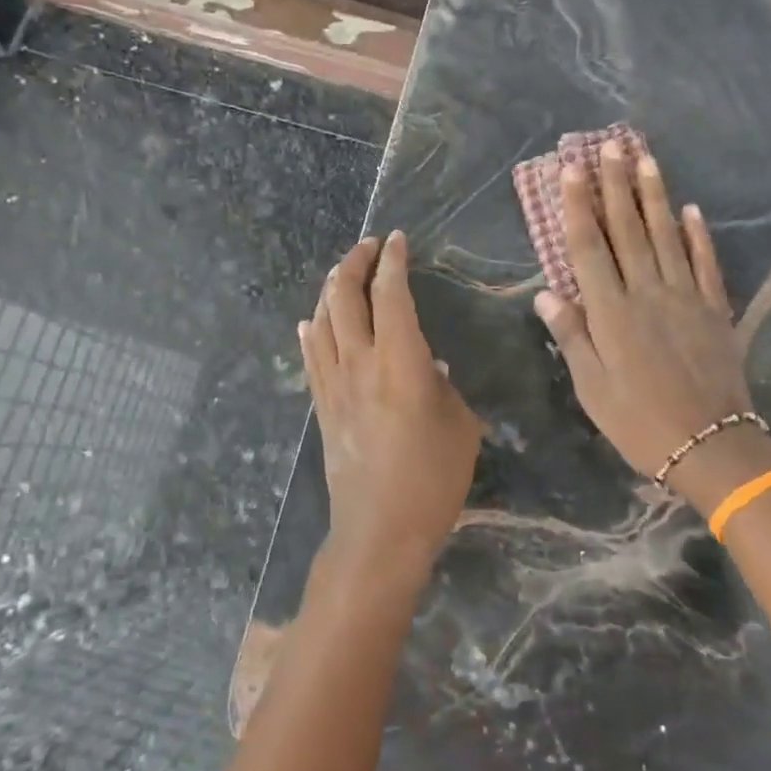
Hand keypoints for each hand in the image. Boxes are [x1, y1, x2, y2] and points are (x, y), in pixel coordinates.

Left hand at [300, 232, 482, 580]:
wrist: (380, 530)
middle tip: (368, 246)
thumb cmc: (433, 479)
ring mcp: (334, 383)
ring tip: (342, 272)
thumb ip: (444, 387)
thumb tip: (429, 367)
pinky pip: (310, 356)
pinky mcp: (321, 406)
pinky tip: (311, 321)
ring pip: (322, 319)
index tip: (397, 240)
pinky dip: (311, 330)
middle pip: (345, 296)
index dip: (393, 261)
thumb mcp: (460, 425)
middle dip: (355, 263)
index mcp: (401, 360)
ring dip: (330, 288)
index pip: (391, 293)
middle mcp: (360, 361)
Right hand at [533, 144, 770, 515]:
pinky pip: (705, 263)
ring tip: (645, 158)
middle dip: (615, 185)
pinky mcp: (714, 309)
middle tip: (608, 146)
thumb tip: (546, 293)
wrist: (711, 446)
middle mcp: (647, 293)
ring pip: (666, 236)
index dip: (577, 207)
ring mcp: (685, 297)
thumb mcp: (592, 388)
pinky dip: (698, 235)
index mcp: (611, 312)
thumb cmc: (639, 421)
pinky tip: (691, 210)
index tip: (570, 170)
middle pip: (627, 230)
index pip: (589, 248)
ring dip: (654, 196)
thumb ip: (572, 335)